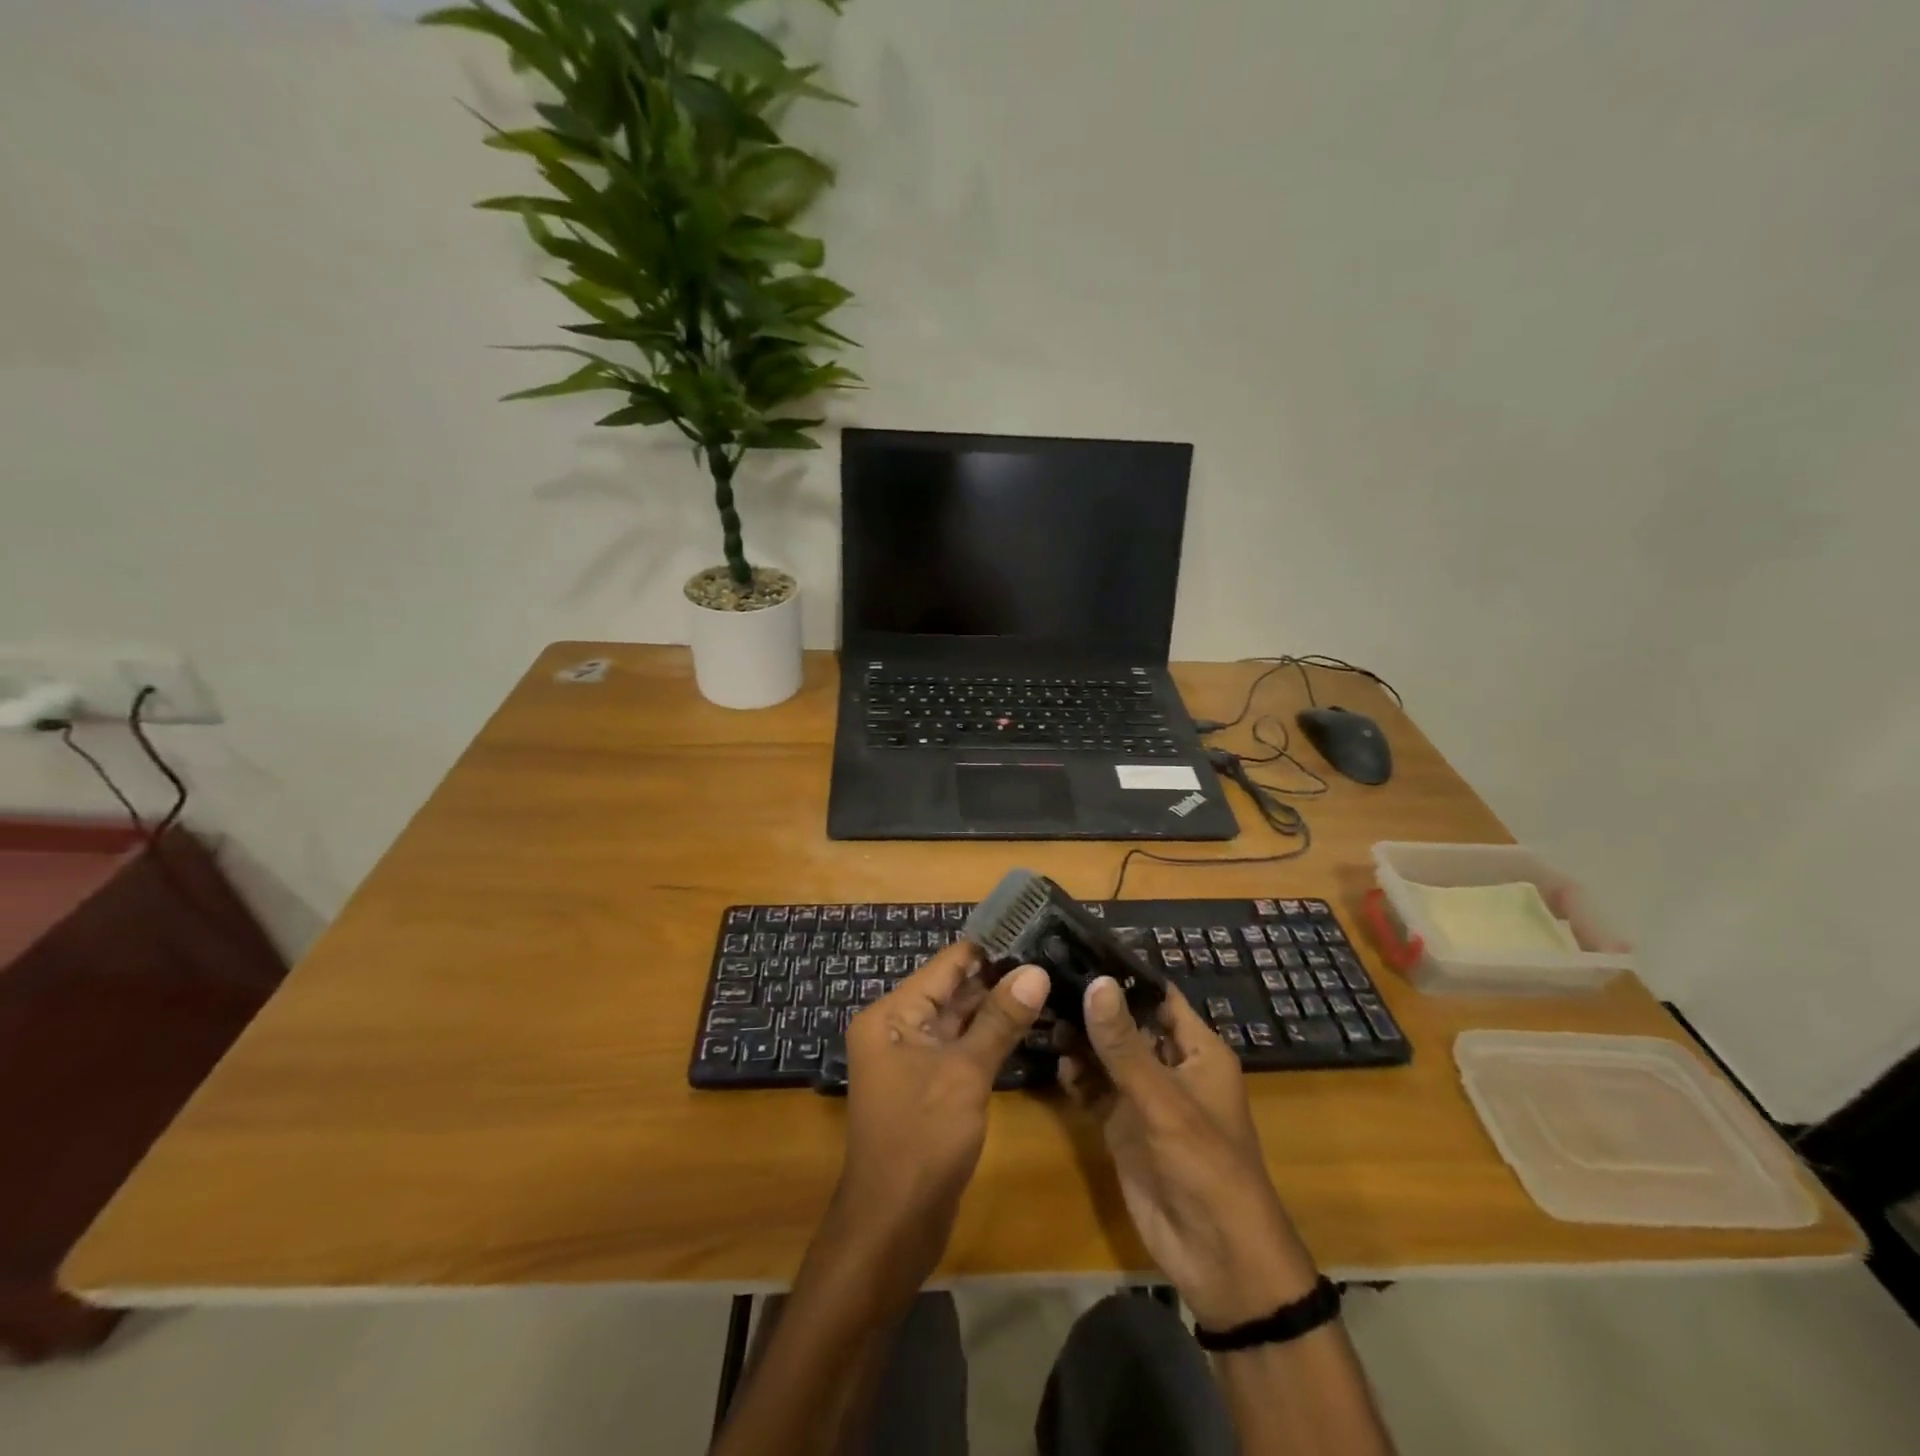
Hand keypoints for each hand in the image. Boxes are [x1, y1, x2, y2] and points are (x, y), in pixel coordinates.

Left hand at [836, 941, 1049, 1270]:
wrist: (893, 1226)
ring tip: (1049, 983)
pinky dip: (989, 1037)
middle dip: (999, 978)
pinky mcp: (928, 1085)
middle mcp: (897, 1028)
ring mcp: (912, 1058)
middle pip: (952, 990)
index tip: (1035, 933)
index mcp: (892, 1014)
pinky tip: (1028, 1025)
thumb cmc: (922, 1140)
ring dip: (997, 1007)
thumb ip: (1000, 1020)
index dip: (990, 949)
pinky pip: (961, 1048)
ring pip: (960, 1020)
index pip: (946, 964)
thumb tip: (1035, 971)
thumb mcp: (965, 1074)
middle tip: (1051, 958)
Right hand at [1061, 977, 1317, 1328]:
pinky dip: (1076, 1076)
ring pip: (1106, 1054)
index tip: (1078, 946)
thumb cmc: (1205, 1164)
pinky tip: (1055, 1064)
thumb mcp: (1163, 1100)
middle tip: (1045, 977)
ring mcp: (1143, 1096)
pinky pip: (1095, 1089)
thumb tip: (1095, 981)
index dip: (1123, 972)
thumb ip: (1124, 1045)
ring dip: (1079, 1039)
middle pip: (1126, 1022)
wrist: (1218, 1258)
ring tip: (1042, 1014)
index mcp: (1197, 1049)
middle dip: (1091, 1004)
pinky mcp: (1122, 1125)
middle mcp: (1169, 1065)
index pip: (1157, 995)